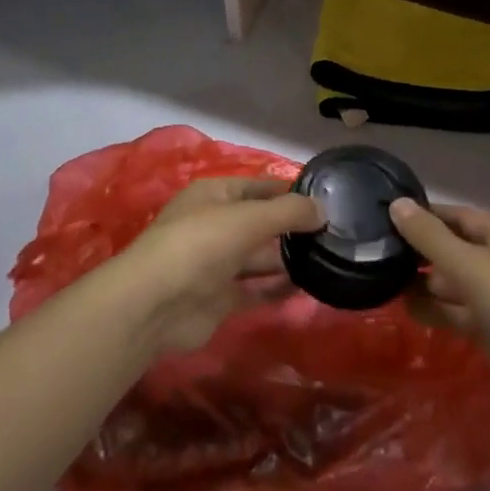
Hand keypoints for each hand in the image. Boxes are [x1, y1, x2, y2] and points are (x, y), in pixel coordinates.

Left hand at [113, 177, 322, 352]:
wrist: (155, 304)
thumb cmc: (201, 243)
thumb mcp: (249, 218)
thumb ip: (289, 212)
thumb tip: (323, 209)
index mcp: (214, 195)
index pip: (258, 187)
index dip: (288, 191)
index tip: (325, 199)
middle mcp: (215, 225)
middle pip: (259, 222)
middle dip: (291, 227)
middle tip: (334, 233)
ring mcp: (215, 263)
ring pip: (258, 257)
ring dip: (287, 258)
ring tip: (327, 258)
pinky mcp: (219, 298)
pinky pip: (254, 289)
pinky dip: (277, 288)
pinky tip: (307, 287)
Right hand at [390, 199, 489, 422]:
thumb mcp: (470, 266)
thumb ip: (430, 237)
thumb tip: (396, 204)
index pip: (455, 216)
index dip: (422, 216)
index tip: (383, 218)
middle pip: (454, 249)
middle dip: (419, 253)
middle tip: (374, 254)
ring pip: (455, 283)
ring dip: (424, 284)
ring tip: (381, 283)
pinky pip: (460, 313)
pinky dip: (436, 310)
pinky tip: (406, 310)